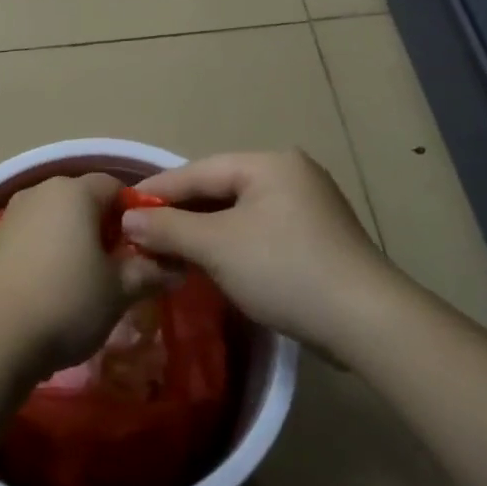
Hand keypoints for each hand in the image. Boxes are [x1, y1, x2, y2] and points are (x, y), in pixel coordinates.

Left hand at [0, 173, 175, 382]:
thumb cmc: (65, 304)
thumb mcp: (120, 291)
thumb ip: (152, 272)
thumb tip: (177, 268)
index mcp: (73, 192)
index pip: (116, 187)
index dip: (137, 216)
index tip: (144, 252)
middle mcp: (39, 192)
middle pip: (84, 201)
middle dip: (106, 230)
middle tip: (120, 270)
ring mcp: (11, 216)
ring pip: (58, 220)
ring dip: (77, 243)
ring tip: (87, 285)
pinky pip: (34, 238)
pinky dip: (49, 255)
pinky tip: (53, 291)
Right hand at [124, 150, 401, 356]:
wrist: (365, 321)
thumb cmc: (284, 269)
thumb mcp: (217, 246)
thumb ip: (168, 227)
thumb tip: (129, 219)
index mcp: (269, 164)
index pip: (198, 170)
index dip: (157, 190)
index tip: (121, 209)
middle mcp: (291, 175)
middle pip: (219, 189)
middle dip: (180, 213)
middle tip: (141, 233)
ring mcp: (308, 207)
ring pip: (238, 213)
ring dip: (203, 232)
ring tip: (168, 251)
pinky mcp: (316, 238)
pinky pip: (258, 232)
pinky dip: (230, 245)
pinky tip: (211, 264)